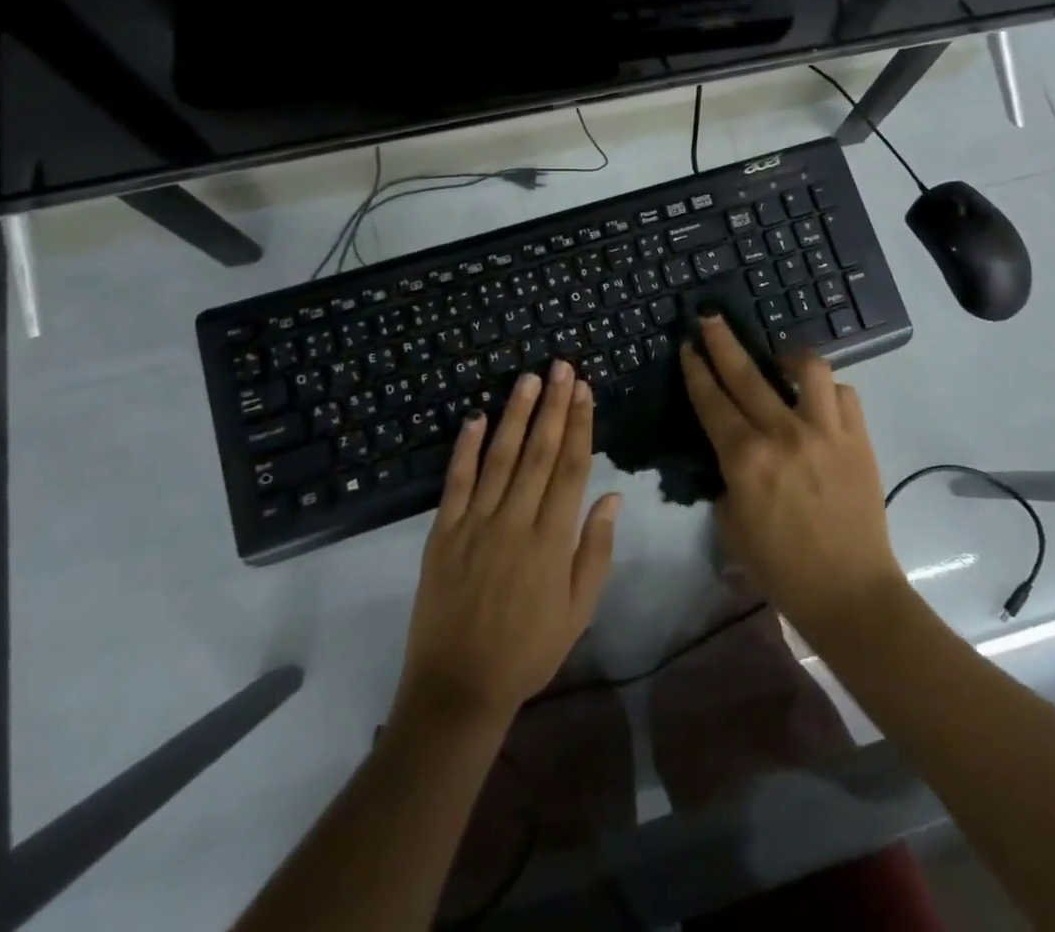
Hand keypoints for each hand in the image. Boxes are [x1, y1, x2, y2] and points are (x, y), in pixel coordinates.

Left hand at [396, 359, 621, 728]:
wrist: (458, 688)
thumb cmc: (528, 650)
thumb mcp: (578, 611)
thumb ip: (595, 551)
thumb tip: (611, 495)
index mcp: (552, 540)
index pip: (571, 467)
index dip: (580, 425)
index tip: (585, 390)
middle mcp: (516, 521)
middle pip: (540, 452)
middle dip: (553, 405)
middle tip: (562, 366)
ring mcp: (476, 524)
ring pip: (501, 457)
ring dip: (516, 414)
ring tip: (529, 378)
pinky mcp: (443, 532)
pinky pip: (456, 482)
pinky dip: (465, 448)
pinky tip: (475, 417)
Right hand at [680, 311, 903, 639]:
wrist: (850, 592)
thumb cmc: (782, 568)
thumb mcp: (733, 526)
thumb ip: (727, 480)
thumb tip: (730, 452)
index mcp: (745, 459)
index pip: (712, 400)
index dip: (696, 369)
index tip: (688, 345)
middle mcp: (783, 434)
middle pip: (746, 373)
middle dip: (723, 340)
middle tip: (710, 318)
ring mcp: (826, 432)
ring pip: (807, 369)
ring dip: (787, 356)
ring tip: (779, 359)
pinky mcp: (859, 439)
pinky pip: (845, 394)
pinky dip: (829, 390)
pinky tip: (820, 399)